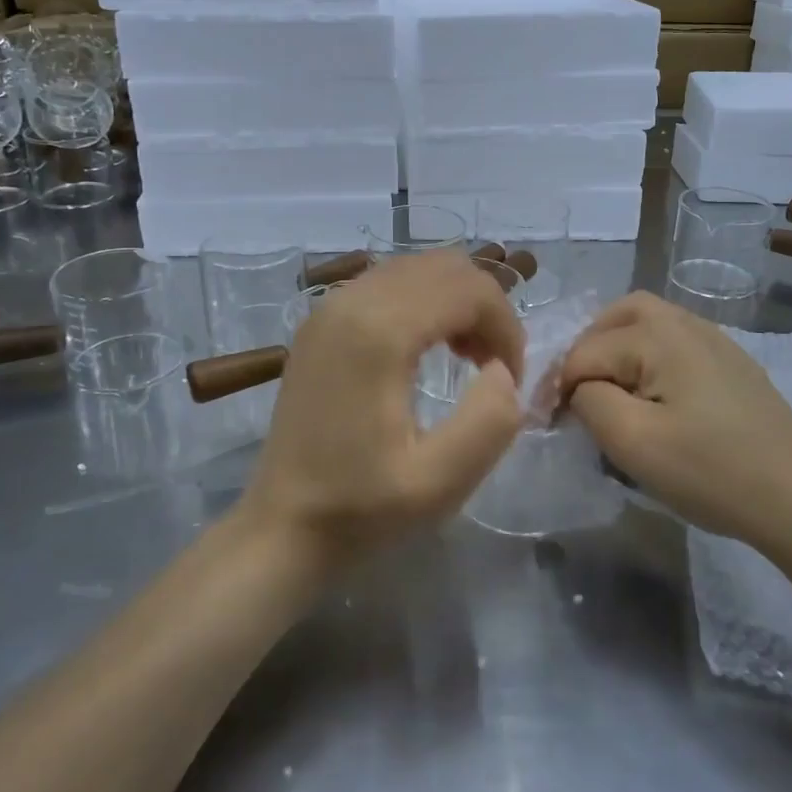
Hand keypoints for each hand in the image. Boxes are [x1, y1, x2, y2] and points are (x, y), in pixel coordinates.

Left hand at [247, 249, 525, 558]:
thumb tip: (504, 370)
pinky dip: (423, 301)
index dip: (506, 327)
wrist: (280, 526)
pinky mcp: (320, 319)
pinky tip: (425, 350)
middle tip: (493, 365)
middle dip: (485, 307)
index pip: (470, 289)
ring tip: (465, 357)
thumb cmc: (360, 508)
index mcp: (379, 332)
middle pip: (445, 266)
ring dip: (455, 302)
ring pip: (418, 268)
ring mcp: (329, 305)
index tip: (511, 378)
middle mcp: (351, 300)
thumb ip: (491, 420)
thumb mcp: (441, 482)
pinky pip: (388, 282)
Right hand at [558, 292, 791, 552]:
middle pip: (618, 315)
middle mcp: (686, 323)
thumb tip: (579, 388)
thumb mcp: (633, 442)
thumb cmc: (711, 471)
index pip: (585, 352)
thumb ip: (589, 401)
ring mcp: (715, 340)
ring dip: (617, 347)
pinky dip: (648, 355)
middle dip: (587, 348)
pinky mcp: (732, 363)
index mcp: (658, 336)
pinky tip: (653, 395)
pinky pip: (675, 340)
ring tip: (607, 390)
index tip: (550, 426)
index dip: (560, 388)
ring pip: (648, 321)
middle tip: (576, 391)